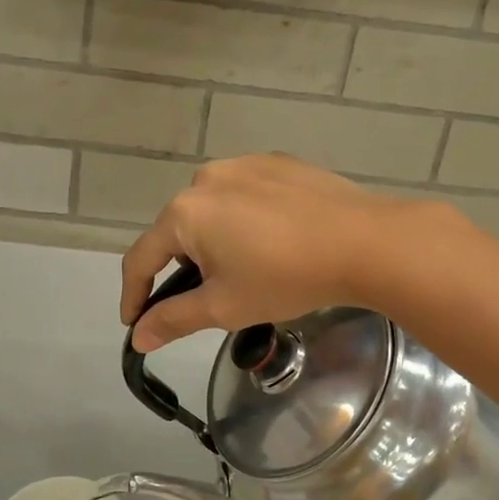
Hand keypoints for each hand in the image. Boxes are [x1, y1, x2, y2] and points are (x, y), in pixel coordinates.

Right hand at [120, 155, 423, 351]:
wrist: (364, 242)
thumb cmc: (285, 277)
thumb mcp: (224, 306)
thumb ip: (174, 319)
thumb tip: (139, 337)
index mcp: (185, 212)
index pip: (141, 258)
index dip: (134, 295)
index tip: (135, 323)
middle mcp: (206, 178)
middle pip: (177, 231)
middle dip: (182, 267)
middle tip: (207, 298)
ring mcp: (244, 164)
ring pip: (212, 210)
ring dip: (214, 240)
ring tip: (247, 267)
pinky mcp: (277, 162)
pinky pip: (244, 194)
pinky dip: (245, 219)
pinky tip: (274, 240)